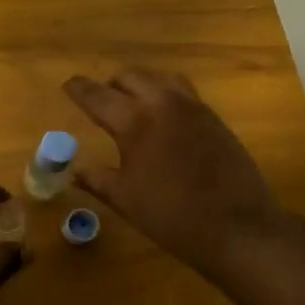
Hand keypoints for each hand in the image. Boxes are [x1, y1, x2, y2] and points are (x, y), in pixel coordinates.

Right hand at [63, 70, 281, 274]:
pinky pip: (183, 92)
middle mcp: (163, 104)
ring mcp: (193, 108)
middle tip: (100, 102)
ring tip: (132, 105)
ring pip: (160, 78)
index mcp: (135, 122)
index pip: (98, 95)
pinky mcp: (213, 118)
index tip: (68, 85)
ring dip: (141, 85)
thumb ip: (97, 180)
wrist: (237, 227)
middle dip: (111, 86)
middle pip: (130, 77)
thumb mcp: (125, 199)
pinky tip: (163, 119)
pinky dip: (165, 95)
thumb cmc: (171, 216)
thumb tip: (74, 172)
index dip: (79, 89)